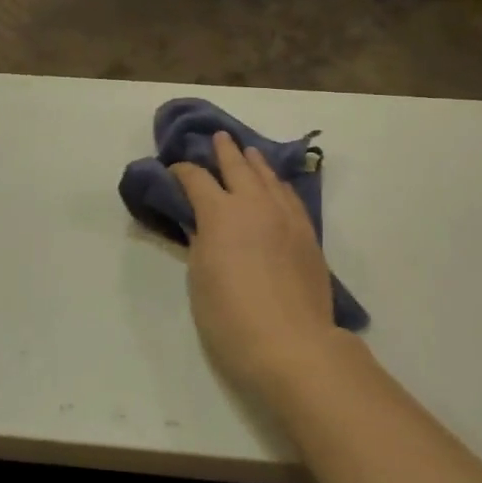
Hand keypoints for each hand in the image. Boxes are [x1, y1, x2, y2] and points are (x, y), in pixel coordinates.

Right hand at [171, 132, 347, 401]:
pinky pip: (290, 197)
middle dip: (224, 151)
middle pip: (237, 167)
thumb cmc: (231, 318)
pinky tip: (276, 186)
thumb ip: (200, 242)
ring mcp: (286, 217)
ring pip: (269, 178)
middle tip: (217, 138)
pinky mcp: (308, 234)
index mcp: (220, 214)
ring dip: (255, 162)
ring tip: (248, 152)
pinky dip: (278, 184)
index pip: (196, 179)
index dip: (183, 171)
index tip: (174, 170)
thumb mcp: (200, 278)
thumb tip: (202, 224)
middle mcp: (254, 204)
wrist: (292, 345)